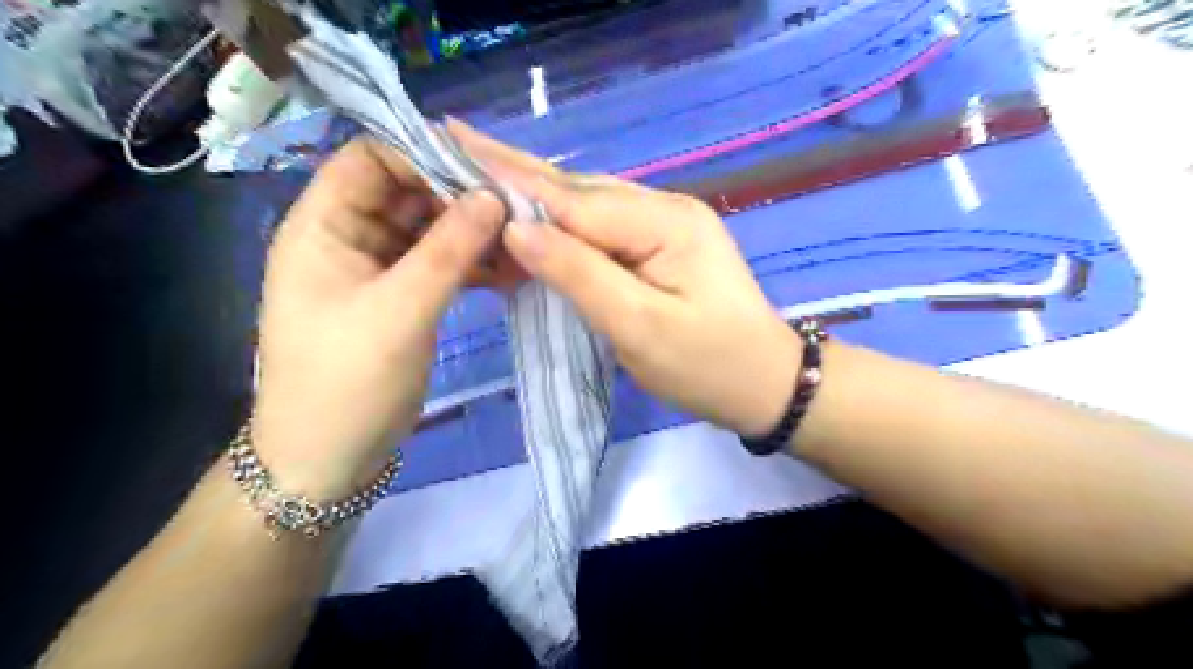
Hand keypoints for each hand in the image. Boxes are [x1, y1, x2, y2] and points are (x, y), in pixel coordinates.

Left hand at [254, 136, 503, 496]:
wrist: (329, 460)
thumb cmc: (347, 383)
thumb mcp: (400, 312)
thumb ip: (448, 250)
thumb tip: (494, 195)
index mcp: (323, 225)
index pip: (372, 158)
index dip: (425, 155)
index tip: (485, 174)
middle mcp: (349, 236)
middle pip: (408, 191)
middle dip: (461, 196)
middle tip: (519, 210)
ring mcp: (378, 268)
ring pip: (430, 229)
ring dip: (474, 233)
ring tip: (523, 244)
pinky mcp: (402, 297)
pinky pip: (440, 264)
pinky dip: (473, 264)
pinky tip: (510, 273)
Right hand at [454, 122, 806, 437]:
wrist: (767, 384)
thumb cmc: (708, 366)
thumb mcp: (639, 327)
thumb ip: (578, 273)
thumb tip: (517, 227)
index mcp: (662, 222)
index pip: (570, 200)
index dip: (510, 181)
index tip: (453, 151)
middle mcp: (664, 208)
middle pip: (577, 192)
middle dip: (516, 175)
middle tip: (456, 148)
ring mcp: (666, 224)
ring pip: (588, 206)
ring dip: (537, 198)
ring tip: (482, 178)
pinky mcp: (664, 245)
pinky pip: (603, 227)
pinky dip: (564, 226)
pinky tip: (535, 222)